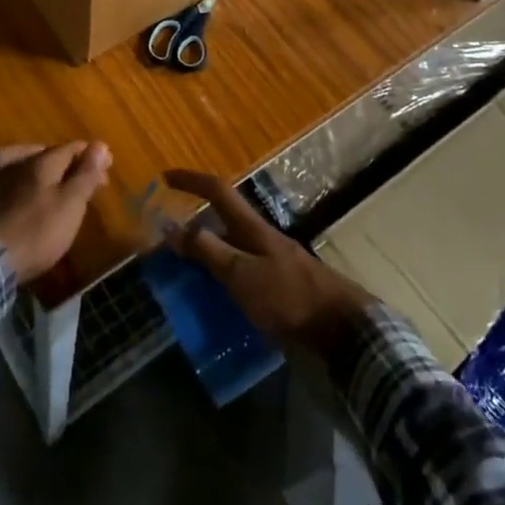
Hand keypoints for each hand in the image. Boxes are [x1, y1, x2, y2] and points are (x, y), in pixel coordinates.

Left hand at [0, 142, 109, 285]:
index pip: (71, 148)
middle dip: (68, 163)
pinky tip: (11, 185)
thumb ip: (85, 174)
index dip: (91, 155)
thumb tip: (100, 144)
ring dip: (36, 164)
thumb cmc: (37, 232)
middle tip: (83, 178)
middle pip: (46, 155)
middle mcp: (16, 163)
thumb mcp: (70, 204)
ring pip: (19, 161)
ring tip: (47, 175)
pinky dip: (9, 177)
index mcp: (41, 162)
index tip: (108, 165)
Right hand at [166, 170, 371, 357]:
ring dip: (207, 253)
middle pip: (223, 219)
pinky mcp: (279, 286)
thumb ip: (208, 251)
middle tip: (167, 243)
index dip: (191, 180)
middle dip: (194, 224)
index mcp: (251, 227)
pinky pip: (240, 271)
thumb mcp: (240, 274)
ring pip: (231, 247)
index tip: (165, 178)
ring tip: (183, 274)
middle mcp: (261, 237)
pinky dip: (221, 276)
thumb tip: (172, 227)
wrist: (339, 326)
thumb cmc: (287, 296)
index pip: (217, 191)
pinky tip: (214, 298)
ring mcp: (272, 261)